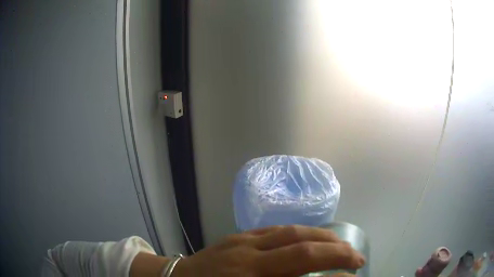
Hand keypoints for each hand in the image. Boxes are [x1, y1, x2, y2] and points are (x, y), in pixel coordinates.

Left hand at [173, 225, 364, 276]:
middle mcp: (247, 261)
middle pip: (300, 252)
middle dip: (336, 253)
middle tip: (357, 258)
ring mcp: (242, 243)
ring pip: (291, 233)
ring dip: (322, 237)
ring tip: (342, 244)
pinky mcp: (238, 235)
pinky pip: (277, 229)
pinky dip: (302, 232)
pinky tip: (313, 238)